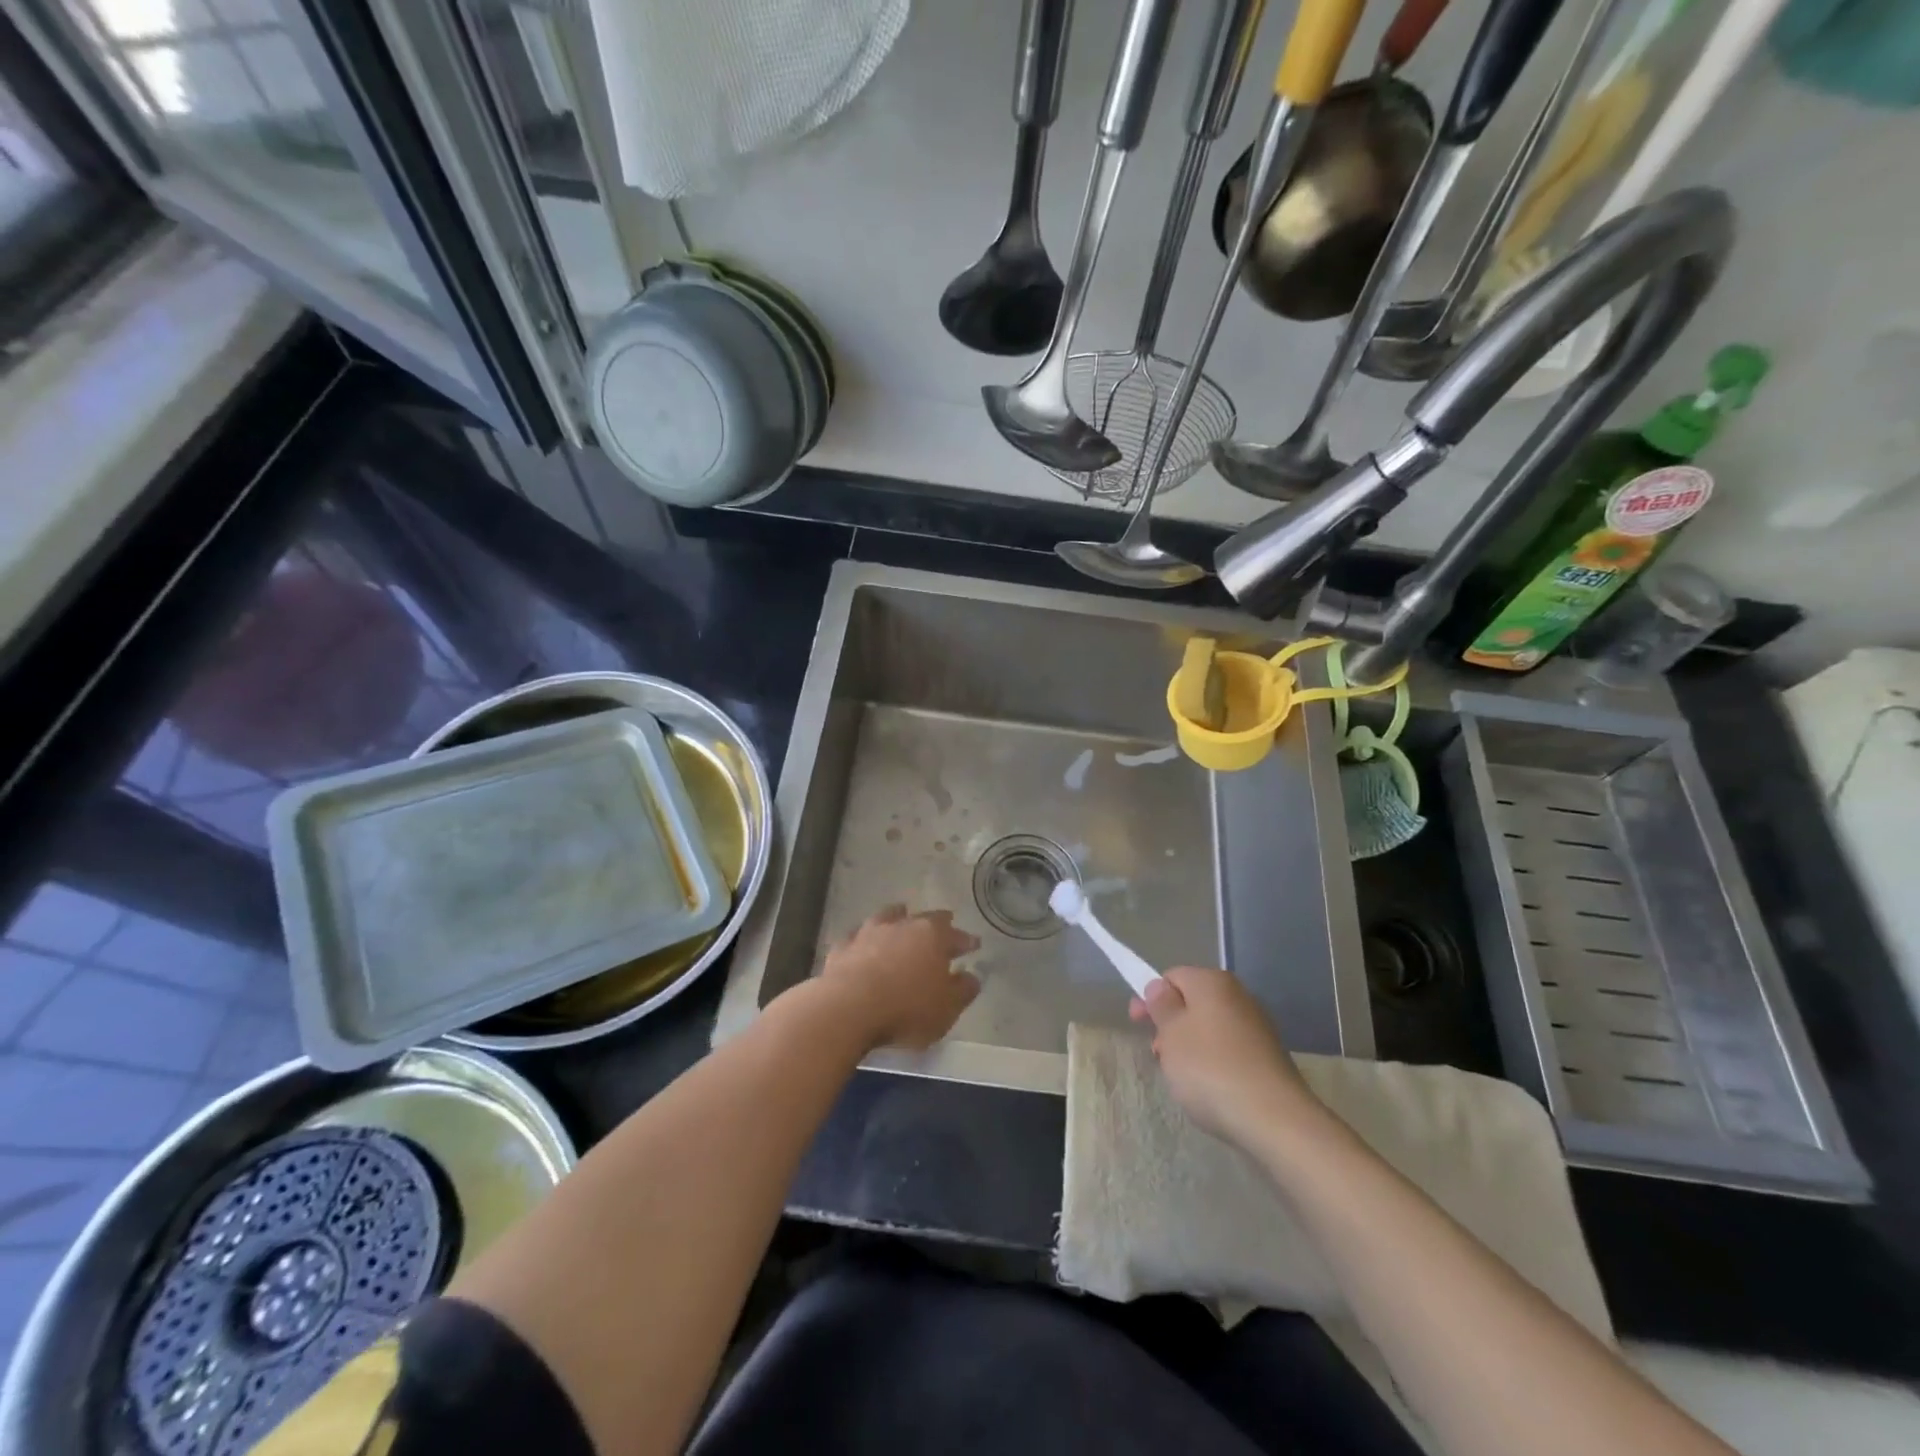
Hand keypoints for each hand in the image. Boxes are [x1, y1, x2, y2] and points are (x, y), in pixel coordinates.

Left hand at [819, 905, 980, 1050]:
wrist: (847, 1009)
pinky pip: (858, 936)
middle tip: (944, 922)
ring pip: (888, 917)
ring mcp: (869, 932)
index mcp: (932, 936)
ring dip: (897, 917)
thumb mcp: (947, 1008)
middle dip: (937, 922)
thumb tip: (971, 977)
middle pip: (924, 919)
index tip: (973, 944)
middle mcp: (902, 926)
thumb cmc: (906, 1009)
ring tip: (901, 914)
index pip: (955, 935)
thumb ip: (963, 991)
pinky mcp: (843, 947)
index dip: (965, 940)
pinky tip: (863, 942)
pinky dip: (865, 938)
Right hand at [1130, 968, 1313, 1143]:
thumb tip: (1160, 987)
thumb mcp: (1171, 1034)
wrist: (1274, 1120)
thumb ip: (1161, 1006)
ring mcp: (1257, 1027)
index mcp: (1212, 982)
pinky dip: (1213, 1063)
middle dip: (1170, 1025)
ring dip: (1189, 1046)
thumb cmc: (1210, 1068)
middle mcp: (1239, 996)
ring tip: (1181, 1077)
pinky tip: (1208, 1088)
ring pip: (1210, 1028)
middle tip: (1157, 1053)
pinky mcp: (1268, 1057)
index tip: (1138, 1024)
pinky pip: (1229, 1050)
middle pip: (1192, 1002)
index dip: (1151, 997)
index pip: (1172, 976)